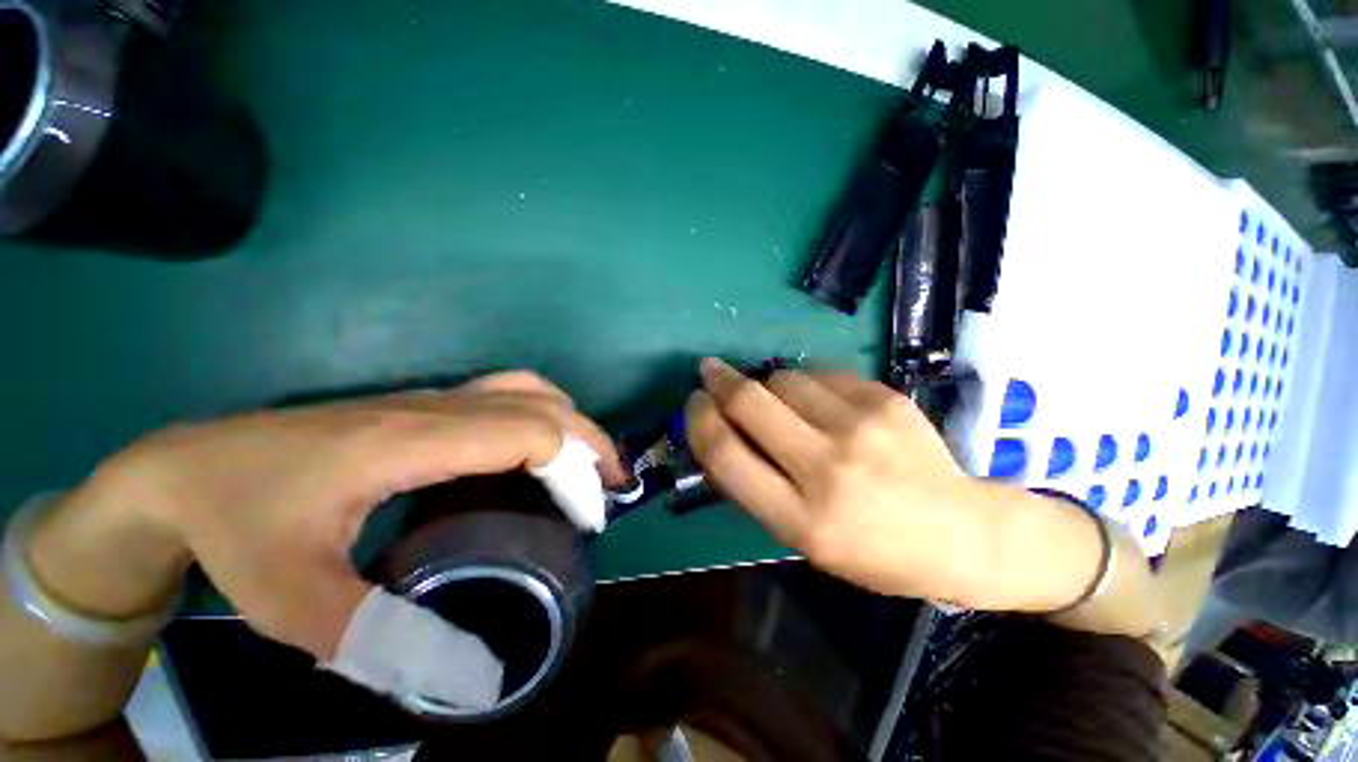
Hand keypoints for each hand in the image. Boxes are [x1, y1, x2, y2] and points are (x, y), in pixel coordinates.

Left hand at [80, 372, 626, 660]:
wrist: (189, 467)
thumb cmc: (240, 527)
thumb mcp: (293, 601)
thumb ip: (379, 641)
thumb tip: (469, 677)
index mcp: (414, 441)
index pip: (530, 434)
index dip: (575, 471)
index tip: (589, 517)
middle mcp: (437, 407)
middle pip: (545, 406)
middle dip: (591, 445)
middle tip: (610, 490)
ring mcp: (433, 398)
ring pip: (532, 390)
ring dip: (572, 424)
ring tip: (587, 466)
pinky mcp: (428, 403)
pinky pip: (510, 394)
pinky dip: (546, 416)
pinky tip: (541, 450)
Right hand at [685, 359, 1000, 604]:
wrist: (962, 531)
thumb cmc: (871, 548)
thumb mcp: (801, 538)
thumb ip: (754, 486)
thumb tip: (717, 433)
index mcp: (802, 519)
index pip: (725, 454)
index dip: (699, 420)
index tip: (694, 402)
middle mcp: (829, 468)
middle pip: (749, 402)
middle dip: (720, 380)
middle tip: (710, 372)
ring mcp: (862, 427)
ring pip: (784, 378)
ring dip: (768, 384)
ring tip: (780, 400)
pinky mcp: (885, 398)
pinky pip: (822, 373)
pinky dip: (808, 383)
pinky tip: (823, 402)